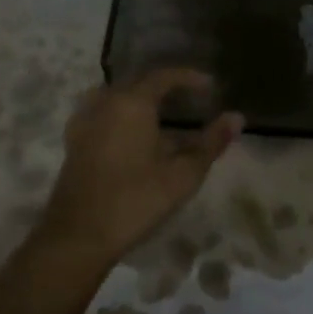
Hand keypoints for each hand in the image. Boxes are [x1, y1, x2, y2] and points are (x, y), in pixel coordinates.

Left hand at [36, 70, 241, 268]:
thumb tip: (237, 117)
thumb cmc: (135, 200)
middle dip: (166, 86)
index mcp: (132, 103)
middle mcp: (106, 102)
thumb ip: (211, 143)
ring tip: (161, 113)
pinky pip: (102, 112)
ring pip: (117, 96)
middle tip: (190, 99)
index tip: (210, 86)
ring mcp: (85, 121)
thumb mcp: (183, 174)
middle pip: (139, 83)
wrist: (77, 237)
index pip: (164, 76)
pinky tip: (130, 133)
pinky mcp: (74, 141)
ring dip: (140, 99)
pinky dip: (121, 113)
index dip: (189, 77)